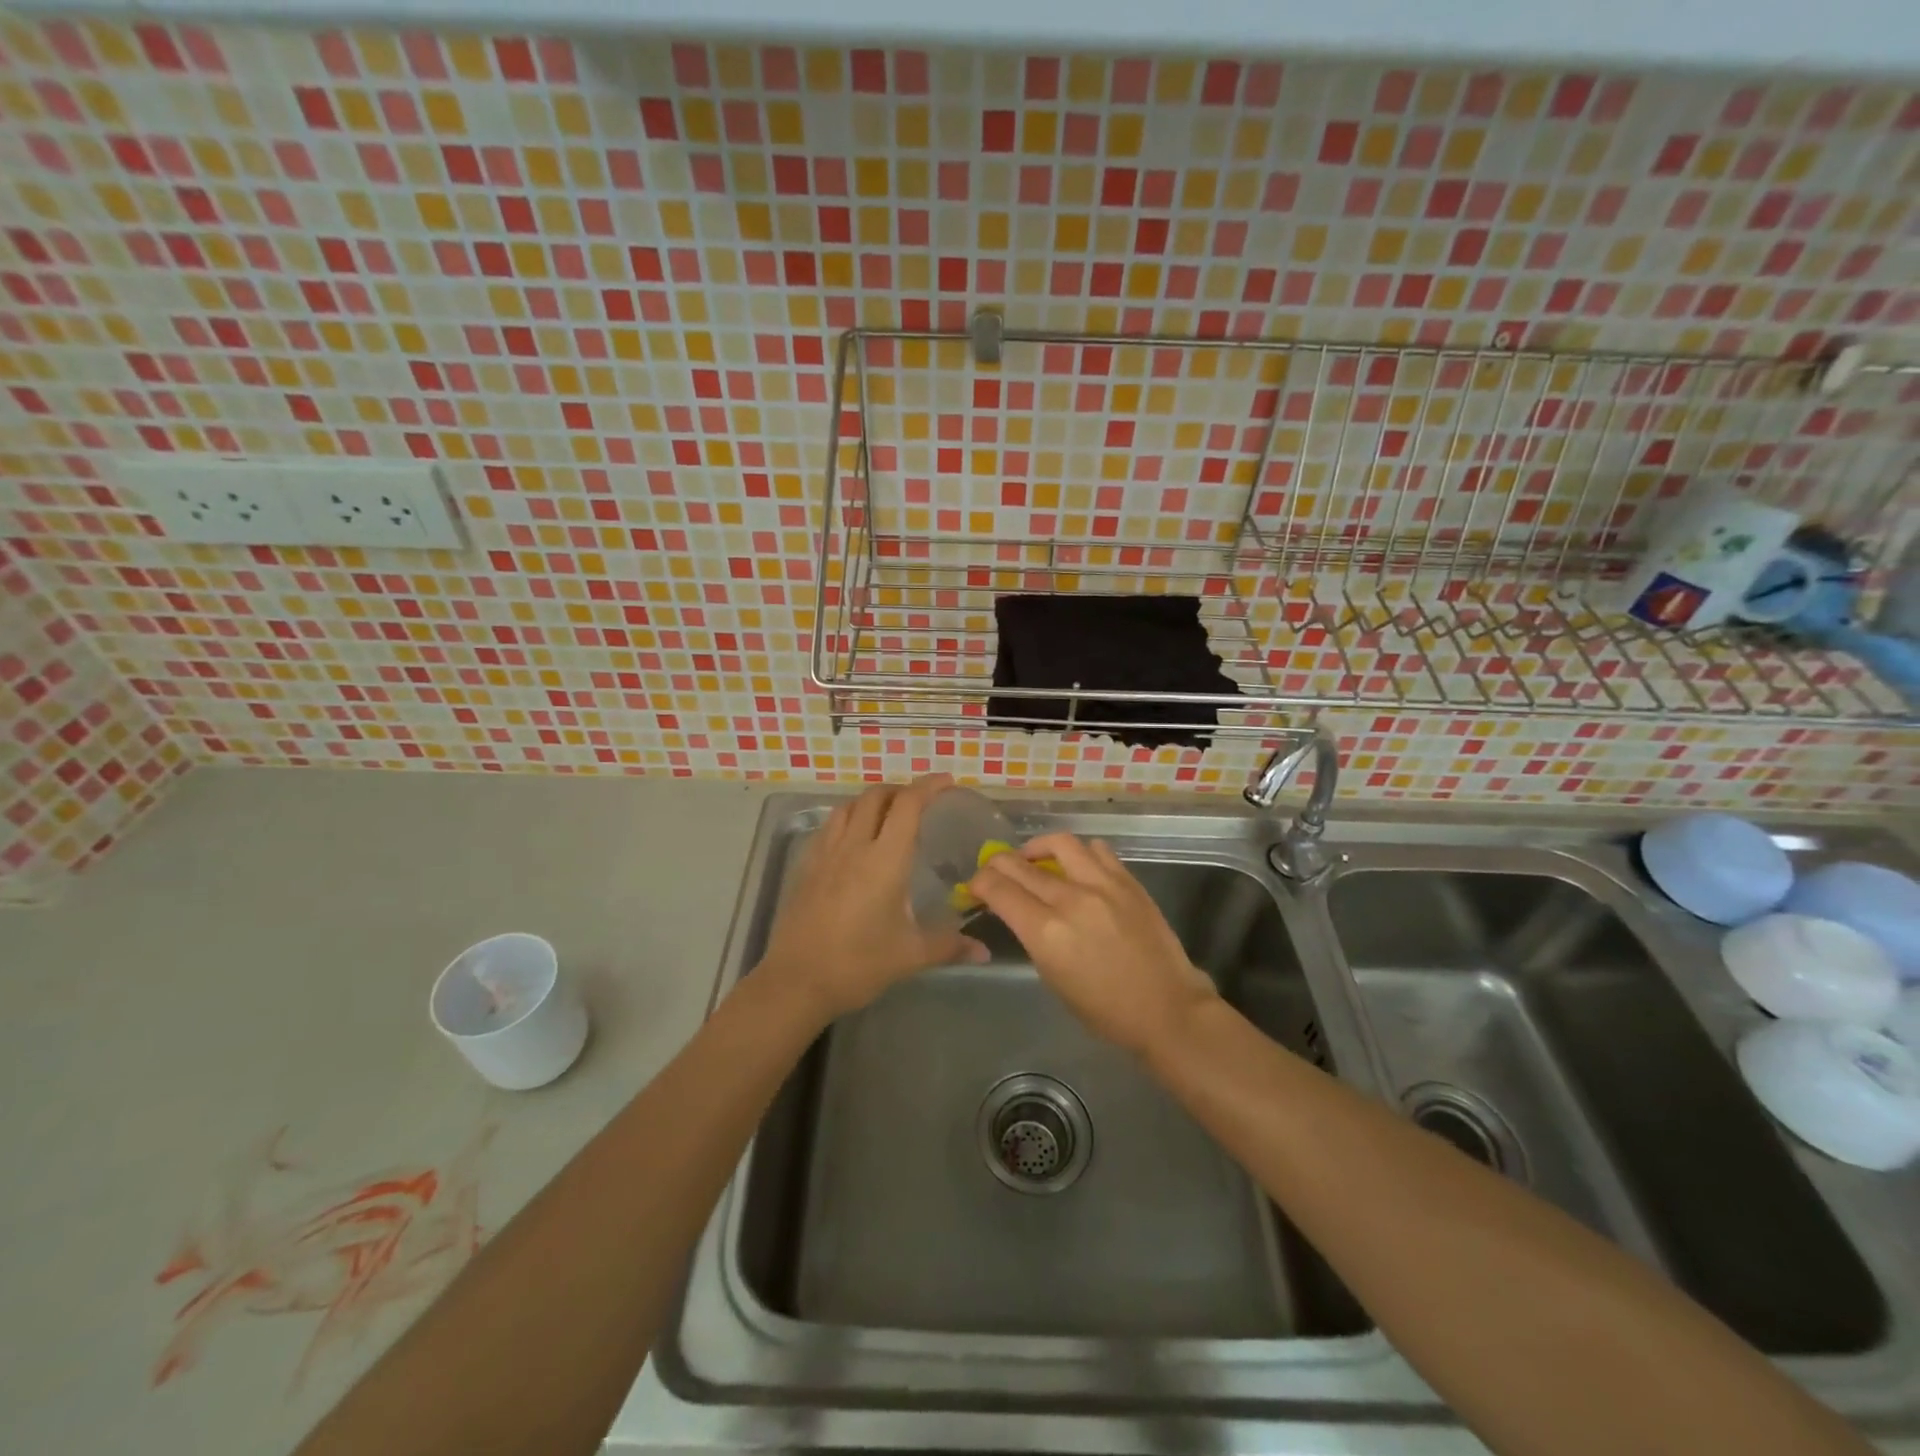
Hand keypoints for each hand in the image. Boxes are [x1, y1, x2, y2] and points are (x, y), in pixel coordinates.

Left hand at [759, 776, 986, 1021]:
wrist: (796, 981)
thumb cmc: (858, 964)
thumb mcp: (910, 955)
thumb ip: (949, 946)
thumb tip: (984, 951)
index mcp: (884, 860)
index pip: (907, 805)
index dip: (928, 787)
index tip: (947, 782)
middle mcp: (854, 846)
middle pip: (875, 796)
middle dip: (900, 790)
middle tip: (920, 801)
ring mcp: (825, 854)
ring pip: (848, 807)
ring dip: (871, 801)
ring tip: (887, 814)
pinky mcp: (806, 867)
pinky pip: (829, 827)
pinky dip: (847, 819)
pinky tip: (853, 841)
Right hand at [969, 833, 1218, 1054]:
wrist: (1166, 1008)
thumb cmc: (1105, 1010)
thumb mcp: (1053, 978)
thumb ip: (1034, 937)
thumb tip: (1022, 912)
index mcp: (1046, 932)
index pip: (998, 889)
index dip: (979, 883)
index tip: (976, 887)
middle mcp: (1070, 899)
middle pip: (1019, 863)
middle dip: (998, 863)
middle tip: (995, 870)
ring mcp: (1102, 885)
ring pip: (1059, 843)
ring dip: (1038, 847)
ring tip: (1035, 858)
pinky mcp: (1128, 881)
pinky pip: (1097, 851)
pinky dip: (1079, 854)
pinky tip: (1077, 867)